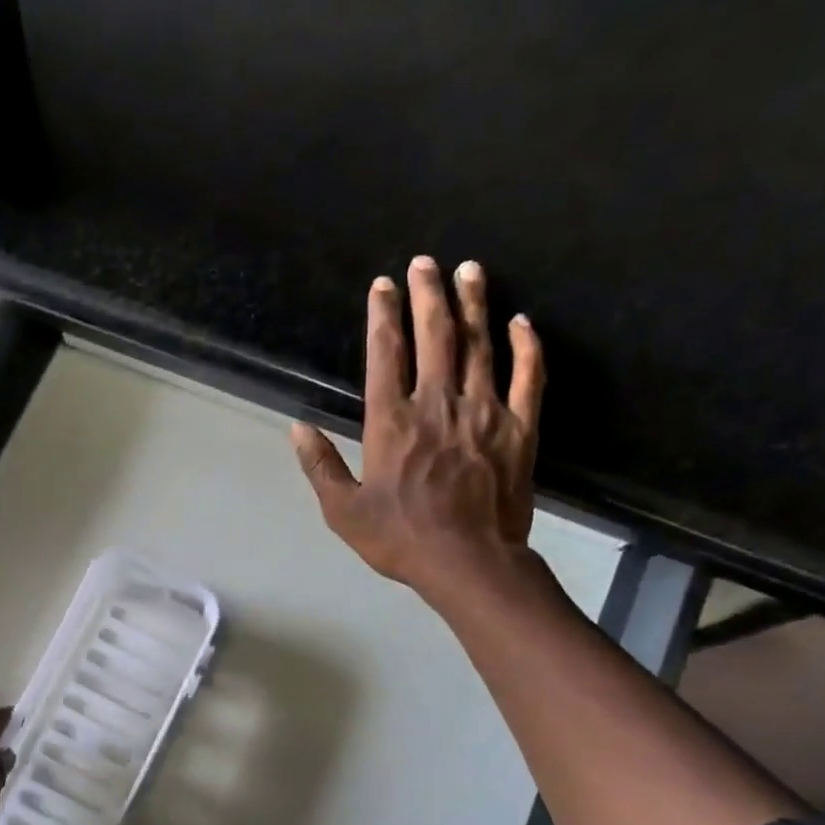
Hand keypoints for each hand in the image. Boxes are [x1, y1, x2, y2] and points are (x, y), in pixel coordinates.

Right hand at [290, 257, 544, 612]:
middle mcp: (438, 405)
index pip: (385, 355)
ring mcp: (484, 413)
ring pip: (480, 346)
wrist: (468, 561)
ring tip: (470, 270)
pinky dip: (526, 347)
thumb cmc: (399, 538)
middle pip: (434, 336)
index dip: (382, 316)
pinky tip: (522, 322)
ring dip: (474, 305)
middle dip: (428, 294)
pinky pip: (528, 378)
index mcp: (392, 422)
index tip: (382, 285)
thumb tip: (297, 428)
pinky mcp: (520, 429)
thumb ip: (320, 466)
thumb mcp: (343, 510)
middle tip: (425, 262)